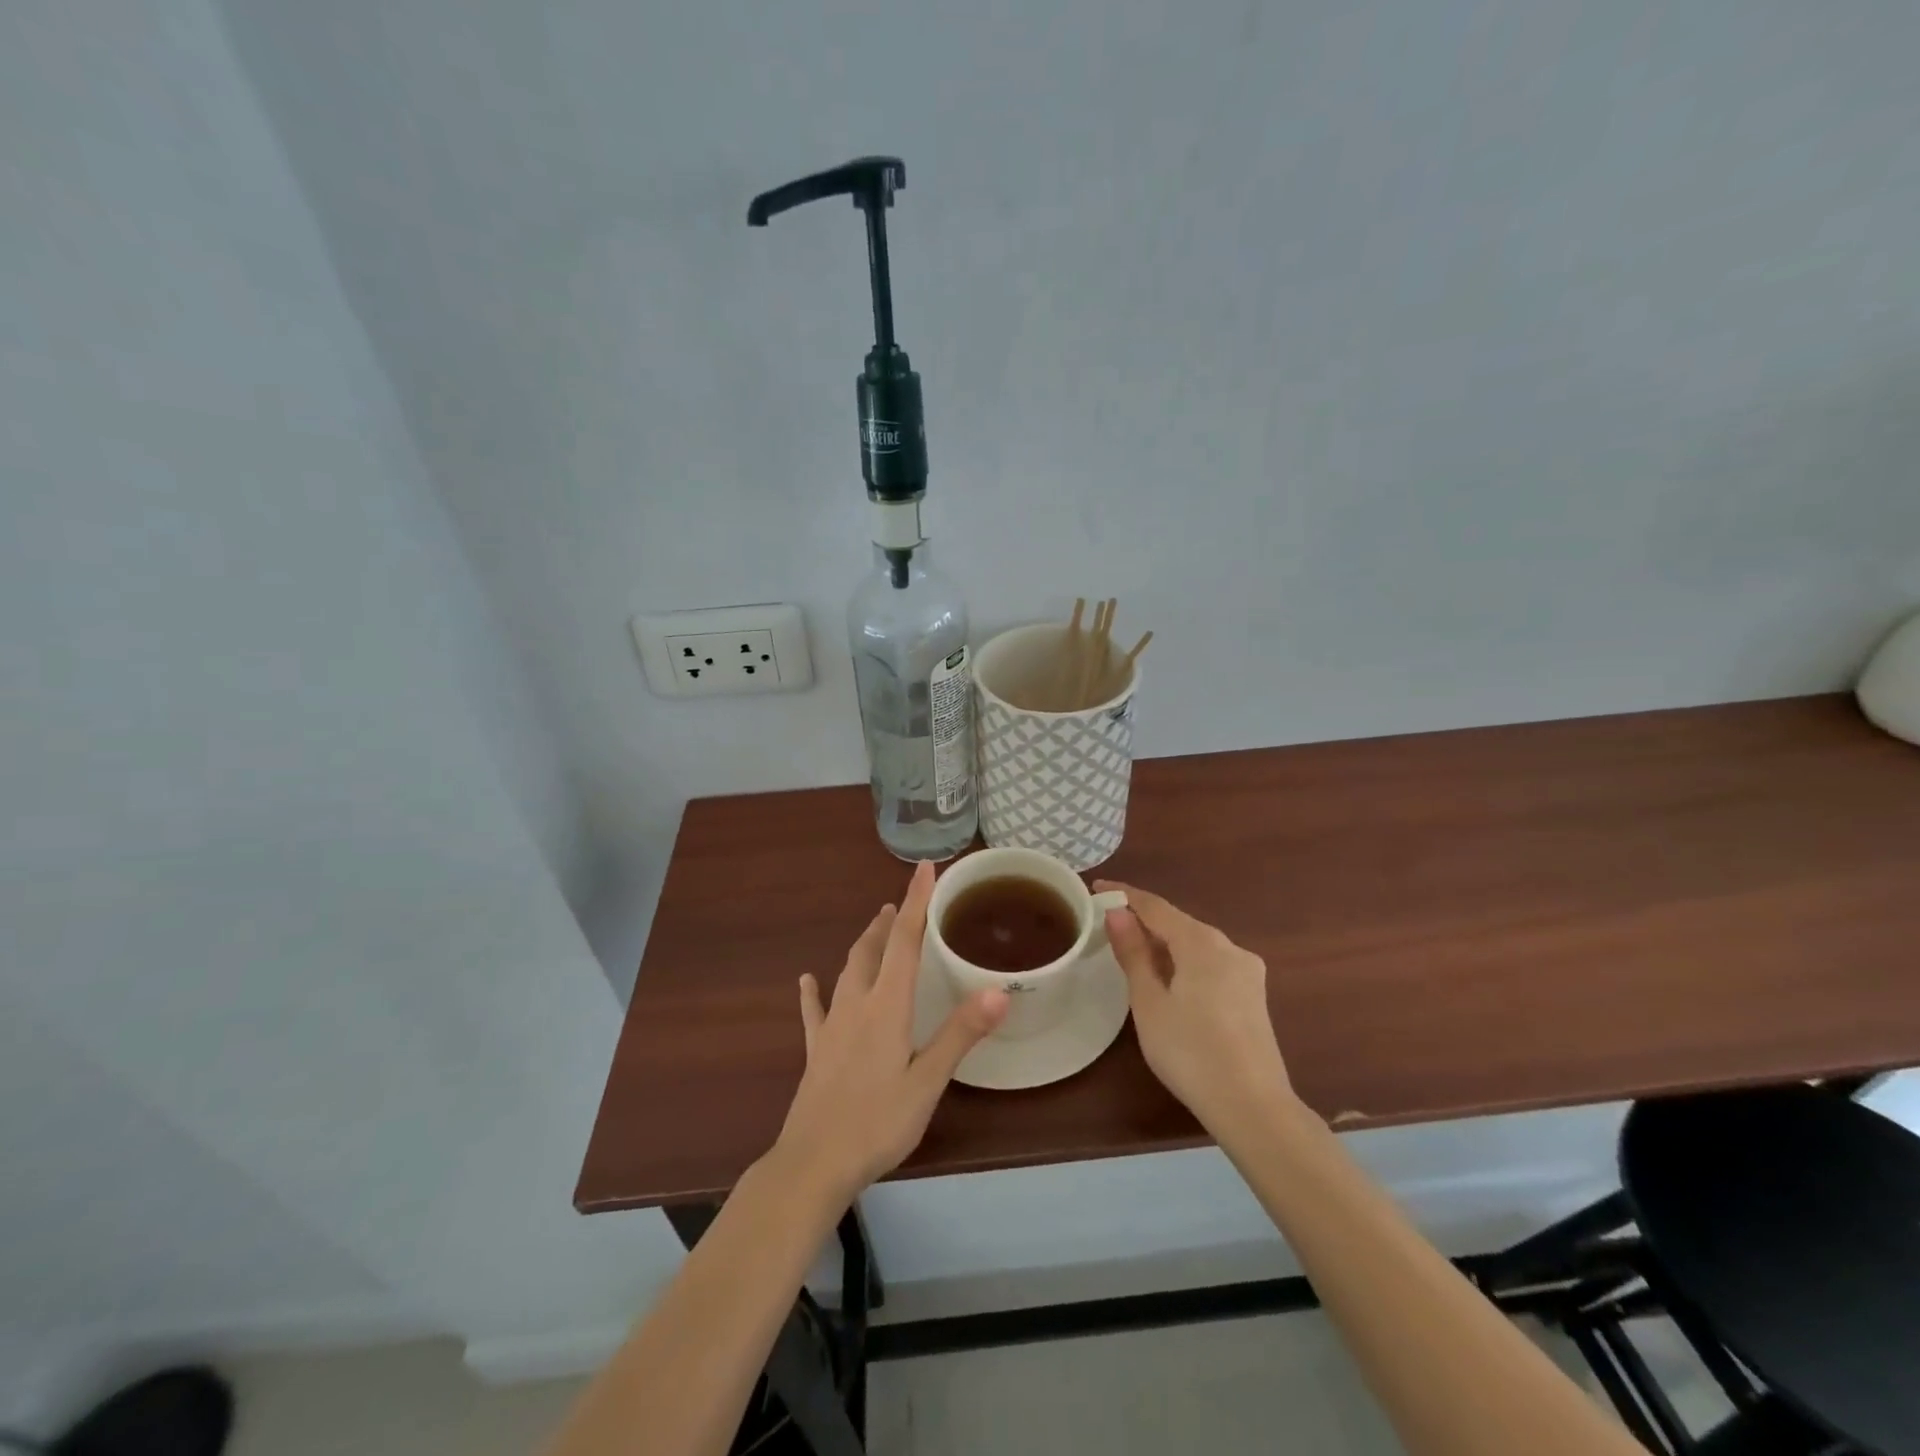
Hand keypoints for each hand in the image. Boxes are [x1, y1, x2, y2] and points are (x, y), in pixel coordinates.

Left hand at [769, 861, 1008, 1206]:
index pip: (906, 941)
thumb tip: (998, 989)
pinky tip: (807, 980)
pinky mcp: (817, 1050)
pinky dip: (814, 991)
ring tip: (875, 927)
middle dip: (890, 921)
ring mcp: (832, 1026)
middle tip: (902, 903)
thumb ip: (961, 1033)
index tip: (925, 868)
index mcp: (887, 1006)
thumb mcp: (927, 1081)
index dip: (917, 902)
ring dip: (864, 945)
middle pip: (873, 949)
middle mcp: (857, 1004)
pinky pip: (815, 1011)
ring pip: (848, 971)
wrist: (813, 1164)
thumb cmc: (877, 1123)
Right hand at [1095, 881, 1291, 1132]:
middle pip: (1178, 923)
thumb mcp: (1149, 1002)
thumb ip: (1133, 954)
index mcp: (1202, 942)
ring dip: (1164, 944)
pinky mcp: (1254, 996)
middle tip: (1109, 927)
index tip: (1097, 888)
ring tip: (1133, 954)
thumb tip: (1117, 913)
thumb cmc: (1190, 1052)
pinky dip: (1185, 963)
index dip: (1124, 895)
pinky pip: (1211, 964)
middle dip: (1144, 921)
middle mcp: (1229, 947)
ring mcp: (1247, 971)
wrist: (1254, 1108)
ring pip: (1196, 945)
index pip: (1155, 906)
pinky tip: (1170, 981)